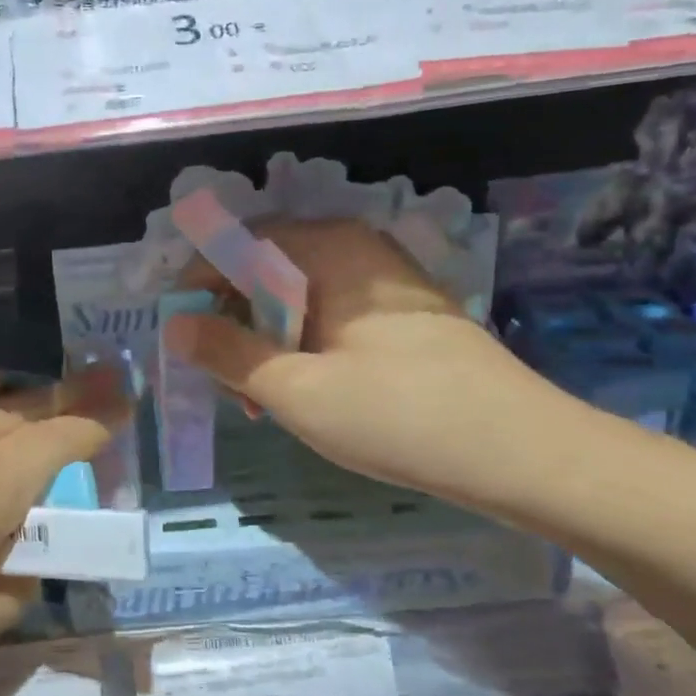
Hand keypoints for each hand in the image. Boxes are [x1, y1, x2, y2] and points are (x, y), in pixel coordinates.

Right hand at [165, 220, 560, 505]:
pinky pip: (331, 317)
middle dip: (231, 322)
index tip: (179, 335)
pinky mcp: (402, 315)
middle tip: (221, 382)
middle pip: (266, 270)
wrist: (522, 452)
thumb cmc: (397, 414)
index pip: (238, 242)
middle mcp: (356, 249)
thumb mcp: (295, 389)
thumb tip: (174, 326)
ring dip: (265, 343)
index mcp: (328, 248)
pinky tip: (305, 395)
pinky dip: (302, 349)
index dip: (198, 285)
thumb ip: (227, 353)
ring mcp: (384, 281)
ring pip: (297, 299)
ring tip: (260, 402)